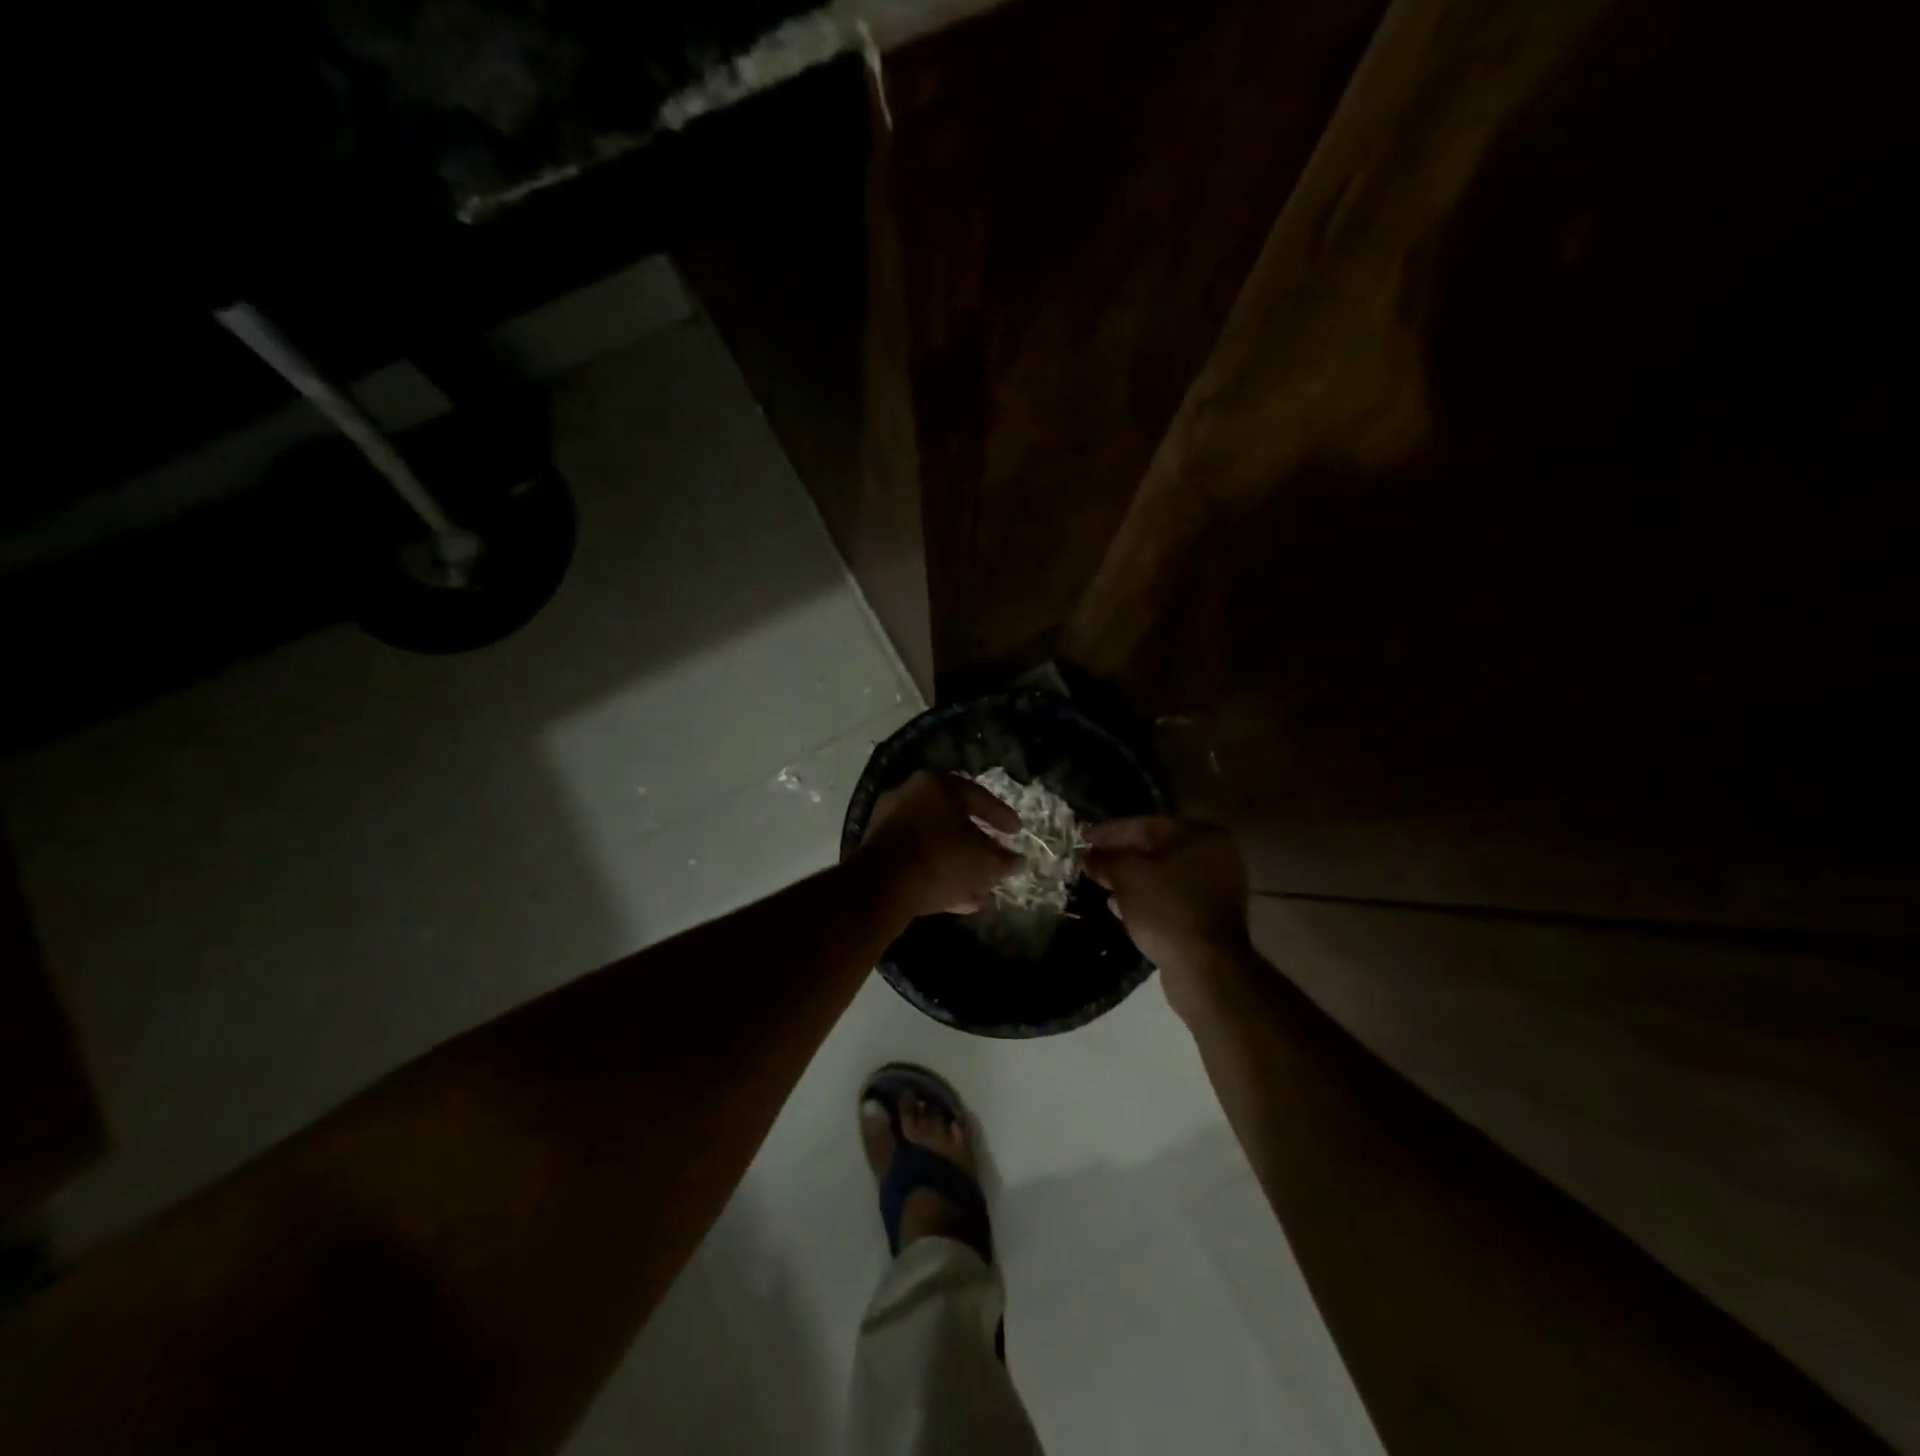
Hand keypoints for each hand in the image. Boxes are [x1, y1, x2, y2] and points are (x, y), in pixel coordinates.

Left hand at [857, 770, 1021, 918]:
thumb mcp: (983, 860)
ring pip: (935, 845)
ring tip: (982, 890)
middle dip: (977, 845)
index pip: (978, 796)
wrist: (882, 887)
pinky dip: (939, 876)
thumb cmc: (941, 859)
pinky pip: (918, 861)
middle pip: (953, 821)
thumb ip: (1004, 859)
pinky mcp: (879, 853)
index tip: (1018, 832)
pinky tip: (960, 901)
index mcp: (936, 785)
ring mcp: (890, 824)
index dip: (1002, 816)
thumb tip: (1017, 862)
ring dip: (959, 866)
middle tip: (996, 859)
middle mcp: (910, 796)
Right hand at [1083, 817, 1251, 1011]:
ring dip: (1130, 878)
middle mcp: (1216, 856)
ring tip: (1100, 882)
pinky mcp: (1208, 917)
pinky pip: (1170, 898)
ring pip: (1163, 875)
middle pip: (1157, 849)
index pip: (1148, 824)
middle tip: (1090, 860)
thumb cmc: (1167, 909)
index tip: (1083, 838)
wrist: (1205, 968)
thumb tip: (1086, 856)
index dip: (1111, 831)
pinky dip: (1145, 898)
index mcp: (1202, 835)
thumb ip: (1105, 860)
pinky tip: (1118, 906)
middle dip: (1121, 855)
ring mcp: (1216, 889)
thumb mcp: (1128, 876)